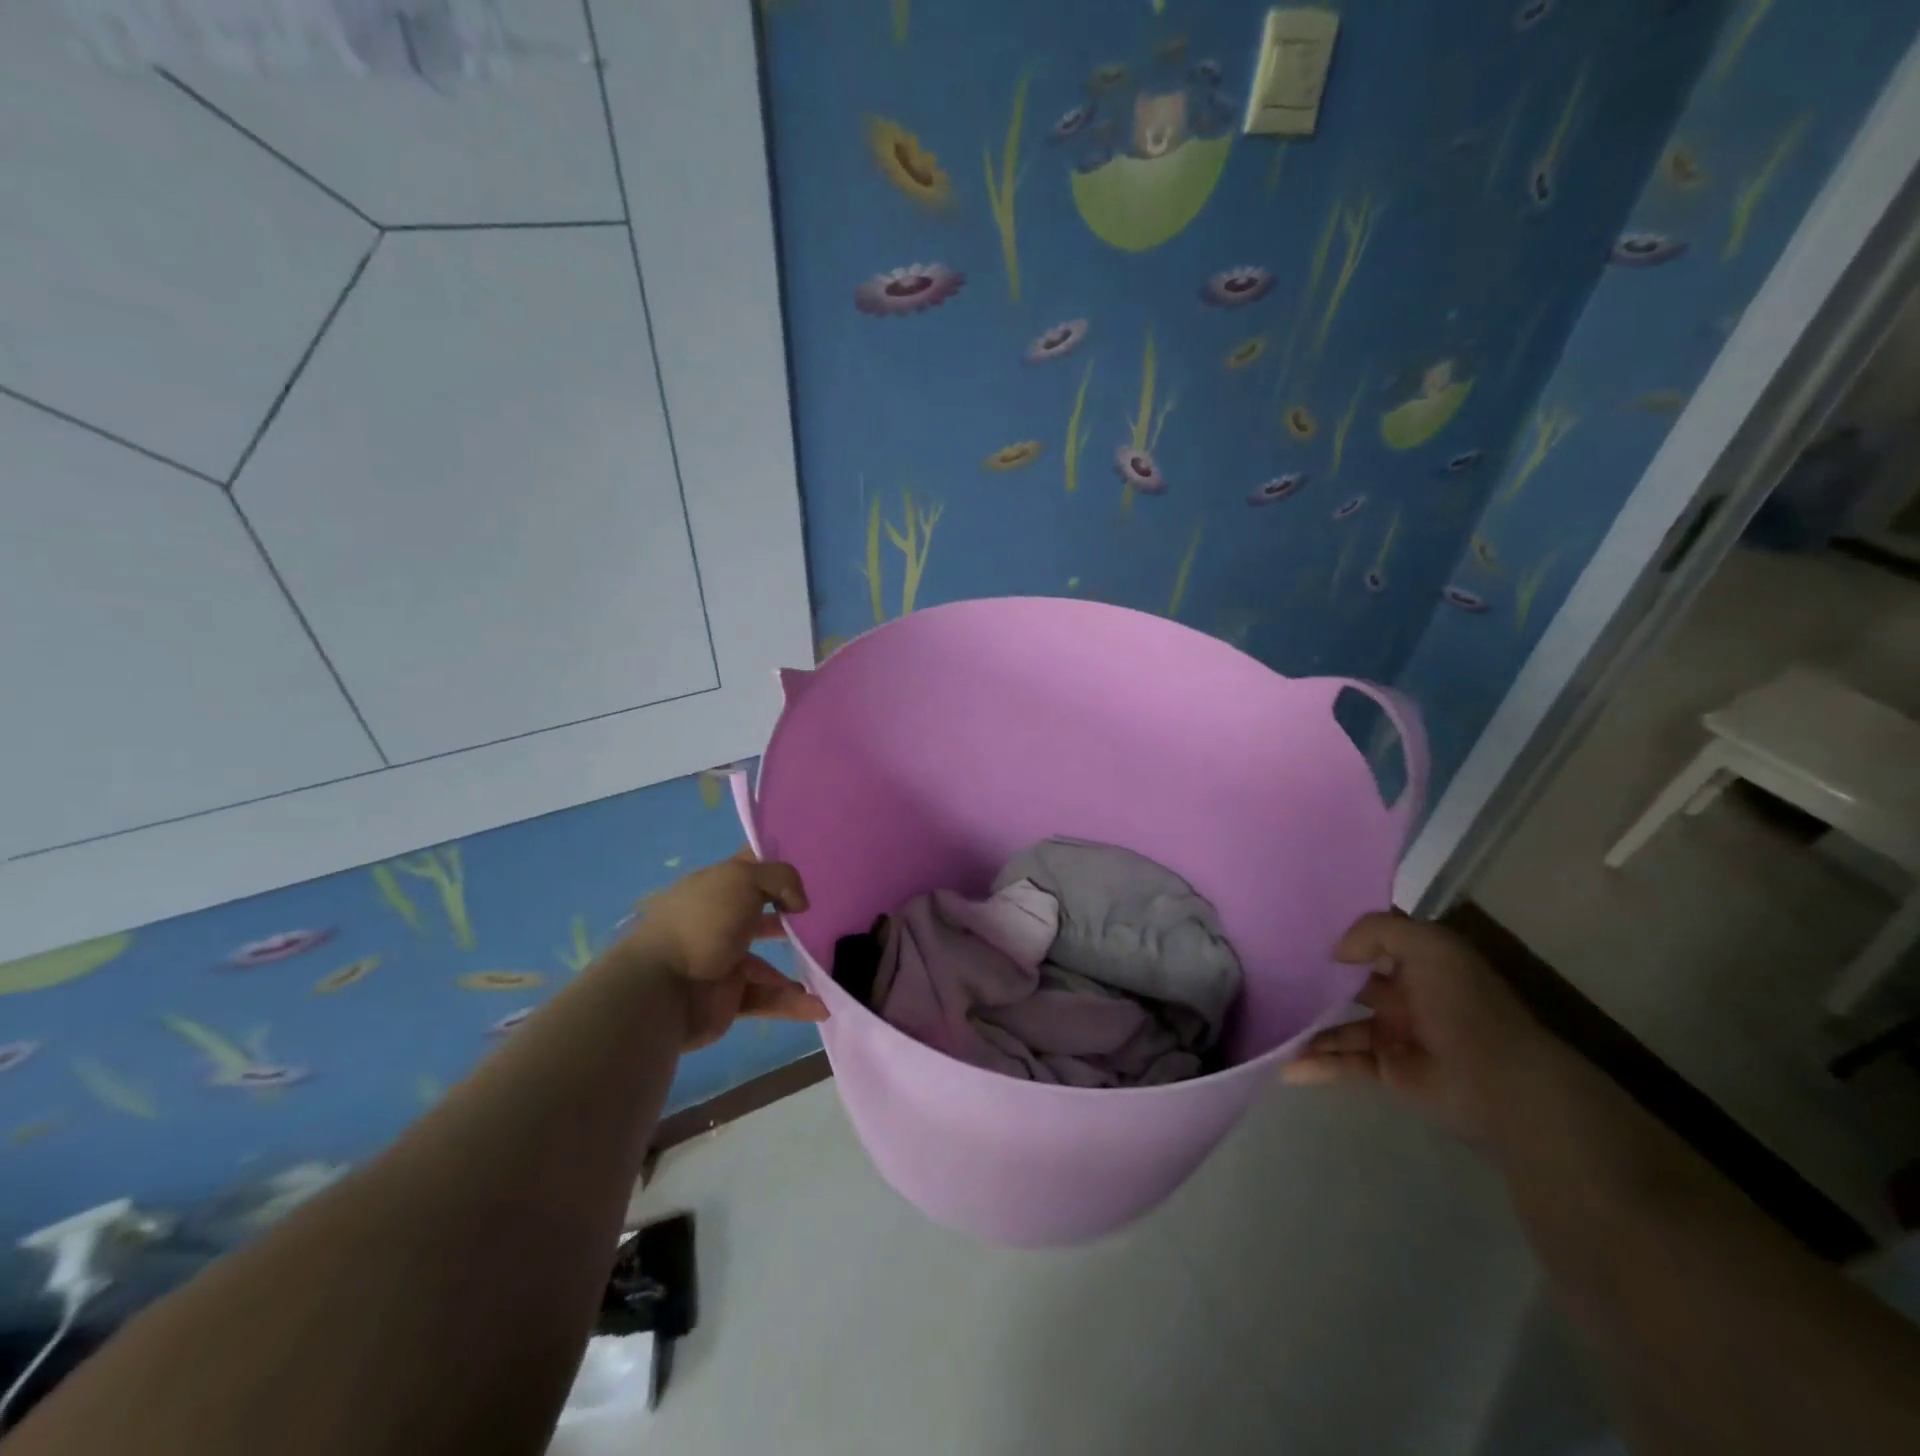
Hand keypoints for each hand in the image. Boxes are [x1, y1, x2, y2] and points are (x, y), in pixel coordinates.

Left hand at [621, 852, 827, 1050]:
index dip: (774, 863)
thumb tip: (799, 903)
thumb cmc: (703, 923)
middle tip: (822, 920)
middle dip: (789, 918)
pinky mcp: (727, 999)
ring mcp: (721, 962)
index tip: (809, 865)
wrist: (661, 988)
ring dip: (797, 966)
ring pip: (766, 962)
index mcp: (714, 887)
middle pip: (759, 914)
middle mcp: (717, 921)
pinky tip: (820, 1006)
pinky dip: (792, 1003)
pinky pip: (766, 997)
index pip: (748, 867)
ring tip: (829, 969)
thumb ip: (781, 879)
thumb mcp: (744, 880)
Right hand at [1282, 913, 1553, 1144]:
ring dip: (1308, 1026)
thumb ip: (1376, 931)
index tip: (1296, 929)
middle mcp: (1405, 995)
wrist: (1502, 1083)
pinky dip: (1315, 1064)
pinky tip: (1286, 1065)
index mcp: (1418, 963)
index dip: (1340, 934)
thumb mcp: (1428, 946)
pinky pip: (1344, 1063)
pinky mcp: (1388, 1071)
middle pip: (1350, 983)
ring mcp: (1394, 1034)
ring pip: (1340, 1026)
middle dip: (1315, 979)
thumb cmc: (1465, 1005)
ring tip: (1270, 1022)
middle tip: (1270, 973)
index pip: (1373, 941)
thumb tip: (1334, 953)